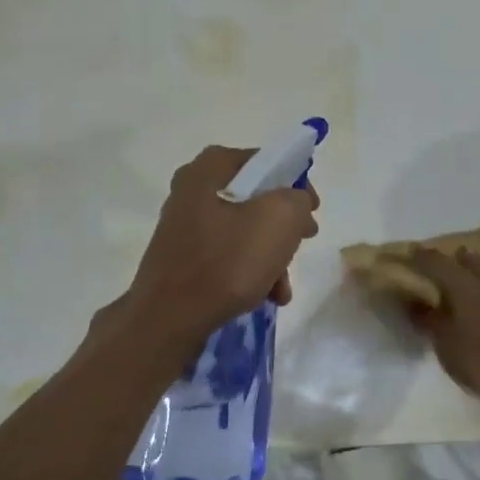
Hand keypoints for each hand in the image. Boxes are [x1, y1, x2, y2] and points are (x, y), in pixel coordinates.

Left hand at [122, 146, 319, 349]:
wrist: (168, 319)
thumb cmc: (227, 261)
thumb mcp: (280, 219)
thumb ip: (298, 199)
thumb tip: (296, 204)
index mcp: (211, 167)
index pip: (267, 161)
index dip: (296, 183)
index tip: (311, 211)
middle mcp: (192, 188)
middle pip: (256, 198)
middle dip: (284, 226)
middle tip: (302, 242)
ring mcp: (184, 224)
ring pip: (243, 230)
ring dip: (271, 255)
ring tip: (282, 286)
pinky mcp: (182, 256)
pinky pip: (226, 253)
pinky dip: (249, 270)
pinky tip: (265, 295)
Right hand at [404, 248, 479, 408]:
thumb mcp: (450, 349)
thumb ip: (433, 324)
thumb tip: (414, 303)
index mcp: (464, 292)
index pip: (439, 267)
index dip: (425, 259)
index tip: (413, 251)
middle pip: (471, 267)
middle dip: (458, 260)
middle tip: (450, 254)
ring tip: (477, 258)